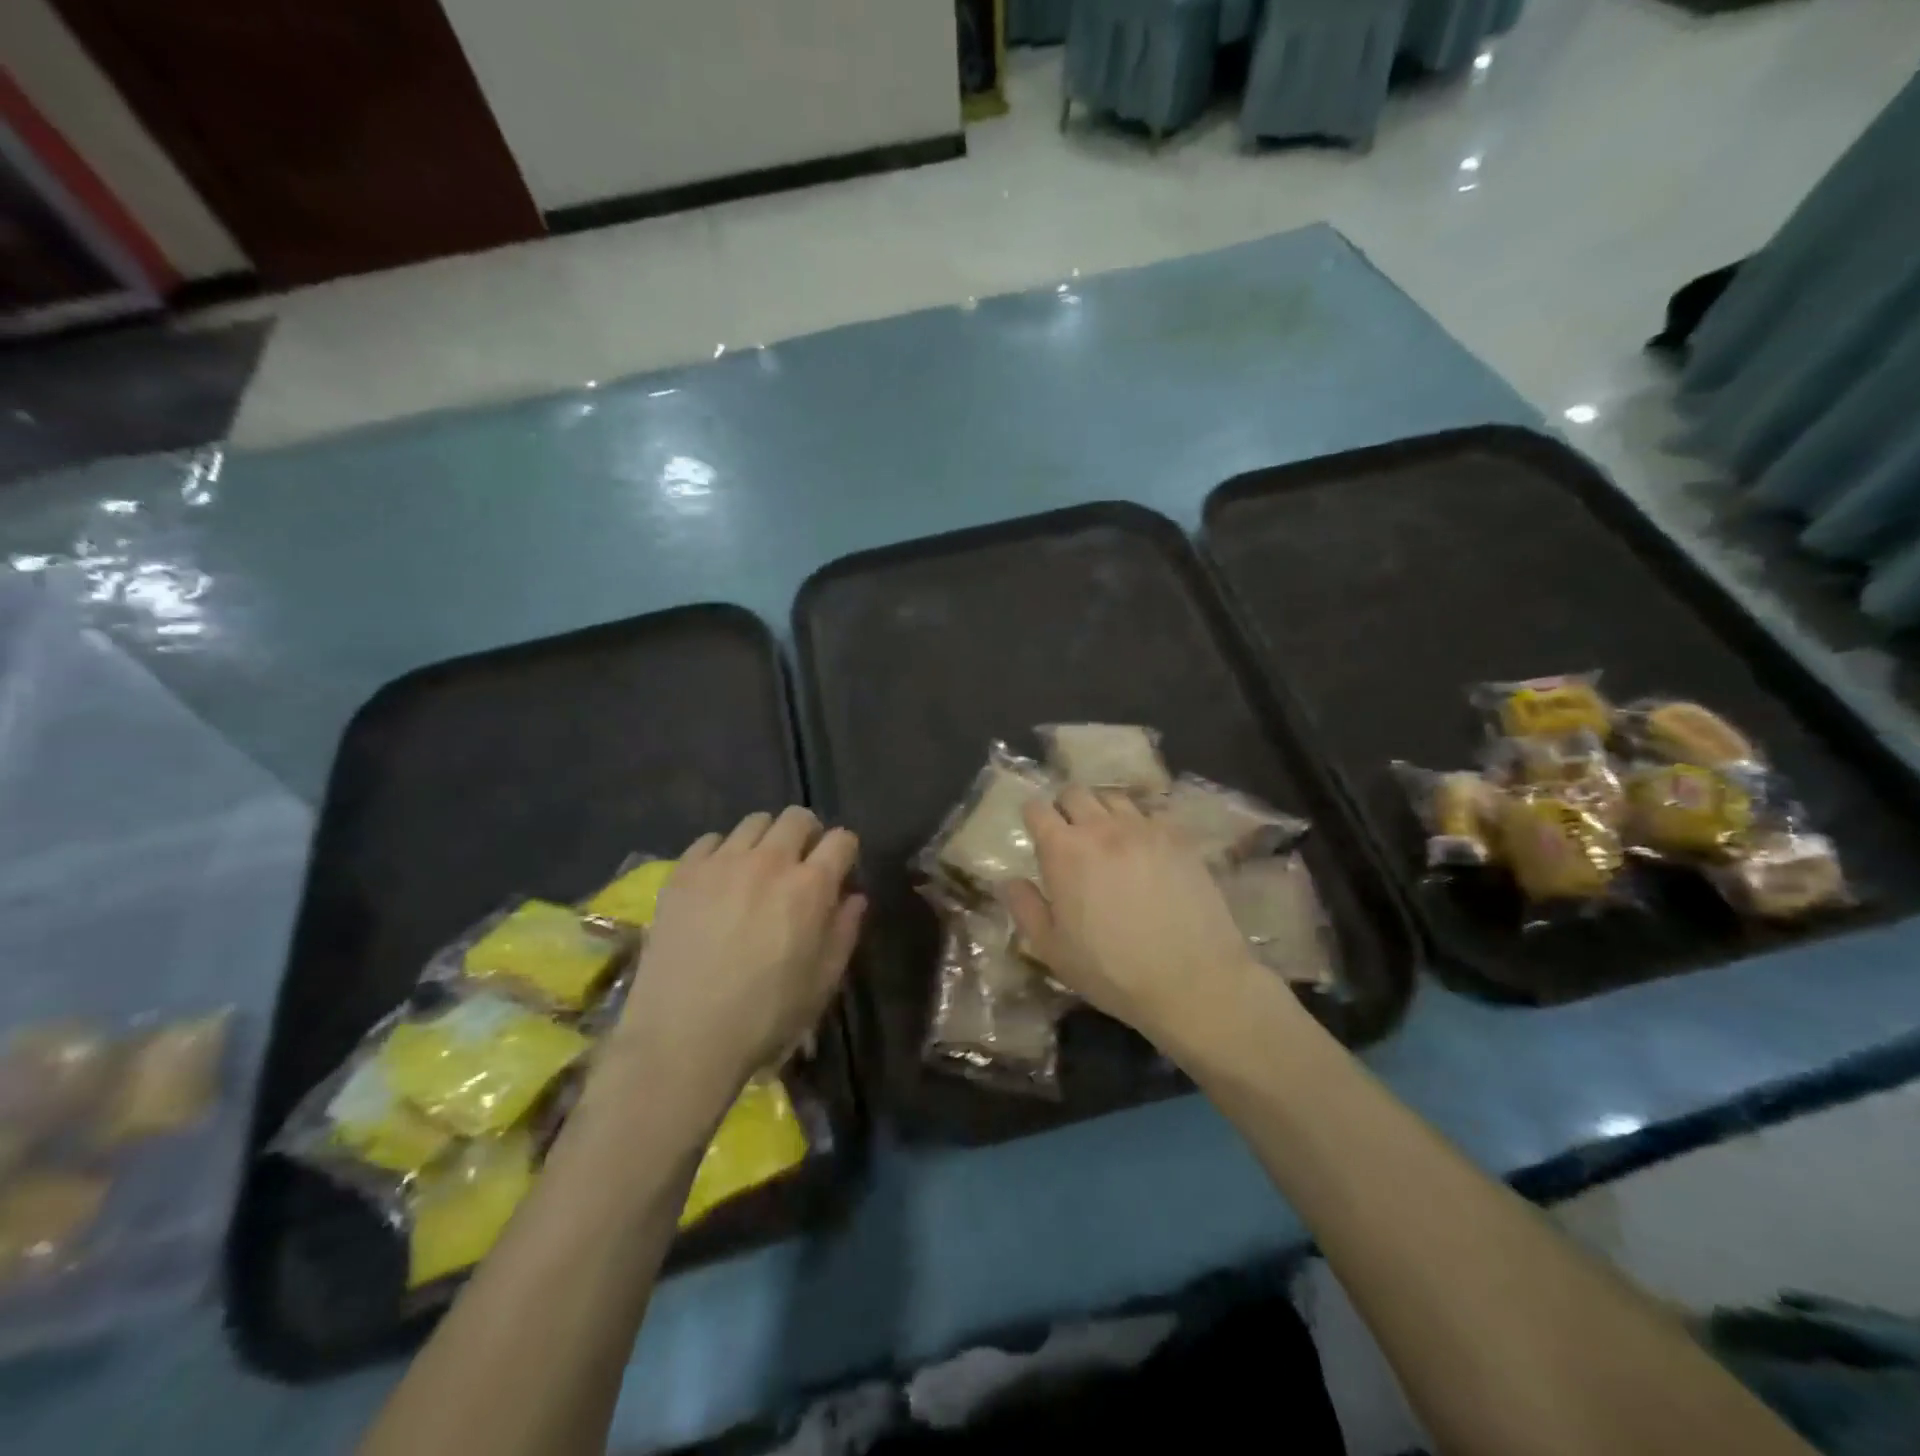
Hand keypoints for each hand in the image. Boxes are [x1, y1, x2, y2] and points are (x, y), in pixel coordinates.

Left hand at [610, 808, 864, 1107]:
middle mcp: (769, 861)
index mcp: (810, 887)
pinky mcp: (682, 873)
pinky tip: (719, 881)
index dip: (845, 852)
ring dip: (766, 838)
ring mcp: (721, 863)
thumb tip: (854, 897)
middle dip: (808, 834)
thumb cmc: (765, 1017)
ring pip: (754, 822)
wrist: (683, 1038)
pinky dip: (723, 852)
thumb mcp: (823, 982)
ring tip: (758, 868)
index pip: (842, 840)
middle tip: (801, 863)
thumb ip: (845, 931)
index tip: (839, 871)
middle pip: (798, 817)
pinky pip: (711, 840)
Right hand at [1004, 786, 1263, 1046]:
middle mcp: (1102, 827)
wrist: (1191, 979)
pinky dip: (1139, 824)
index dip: (1032, 816)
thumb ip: (1025, 908)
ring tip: (1107, 838)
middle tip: (1070, 835)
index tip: (1035, 831)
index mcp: (1064, 850)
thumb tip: (1010, 880)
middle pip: (1075, 792)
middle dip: (1066, 808)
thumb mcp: (1052, 949)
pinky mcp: (1178, 838)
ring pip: (1114, 798)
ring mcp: (1144, 828)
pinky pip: (1151, 814)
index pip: (1037, 809)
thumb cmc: (1111, 970)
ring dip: (1102, 811)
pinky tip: (1145, 850)